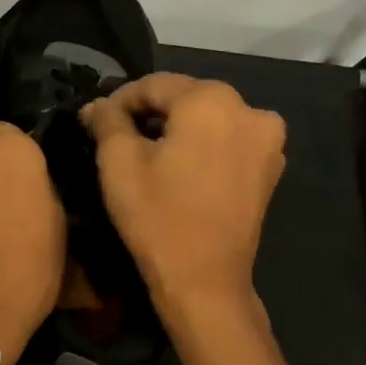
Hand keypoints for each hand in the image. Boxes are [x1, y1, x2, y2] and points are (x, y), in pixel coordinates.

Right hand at [82, 73, 285, 320]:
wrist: (204, 280)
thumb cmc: (156, 216)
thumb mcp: (118, 163)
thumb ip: (106, 121)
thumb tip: (97, 106)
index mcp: (212, 100)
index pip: (154, 84)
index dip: (120, 100)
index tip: (95, 121)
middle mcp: (250, 109)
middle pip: (186, 98)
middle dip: (150, 113)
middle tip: (117, 138)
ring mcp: (267, 141)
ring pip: (208, 119)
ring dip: (177, 130)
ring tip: (148, 155)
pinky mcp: (270, 168)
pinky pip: (227, 142)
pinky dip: (201, 147)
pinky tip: (179, 170)